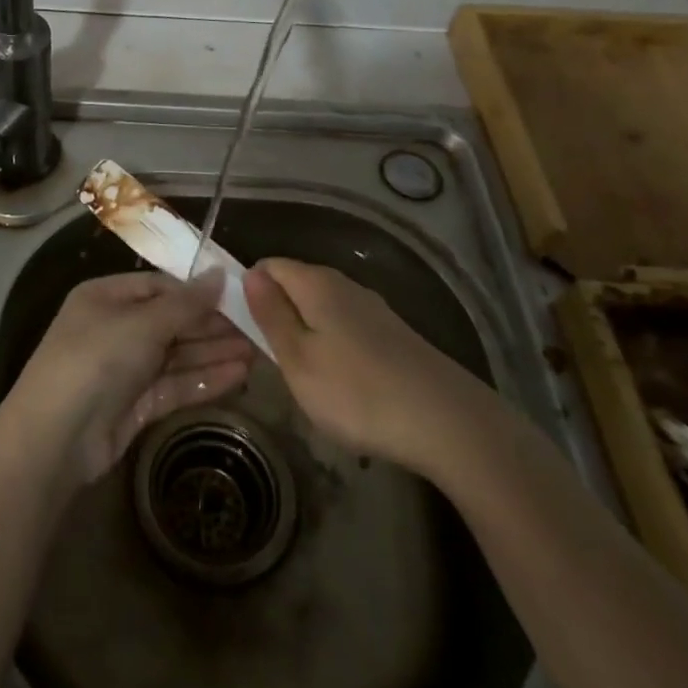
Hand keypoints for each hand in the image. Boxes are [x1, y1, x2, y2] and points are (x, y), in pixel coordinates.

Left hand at [4, 271, 256, 485]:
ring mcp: (125, 368)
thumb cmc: (96, 360)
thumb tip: (220, 273)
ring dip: (214, 353)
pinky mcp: (135, 404)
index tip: (240, 295)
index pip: (160, 287)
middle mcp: (115, 328)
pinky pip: (175, 384)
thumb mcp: (142, 323)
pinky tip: (238, 375)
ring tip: (259, 352)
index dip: (199, 291)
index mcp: (107, 297)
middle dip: (212, 325)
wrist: (56, 438)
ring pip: (177, 355)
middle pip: (172, 321)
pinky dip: (204, 379)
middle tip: (259, 327)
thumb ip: (186, 303)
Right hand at [245, 258, 475, 469]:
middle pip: (296, 284)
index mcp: (316, 284)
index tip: (240, 328)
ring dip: (304, 331)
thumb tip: (250, 275)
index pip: (269, 266)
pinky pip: (346, 326)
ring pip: (322, 307)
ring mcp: (373, 309)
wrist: (447, 422)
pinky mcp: (393, 334)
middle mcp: (345, 284)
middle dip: (276, 312)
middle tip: (268, 358)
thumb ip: (271, 315)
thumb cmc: (357, 392)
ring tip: (301, 375)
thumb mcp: (298, 360)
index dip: (248, 289)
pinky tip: (340, 381)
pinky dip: (332, 345)